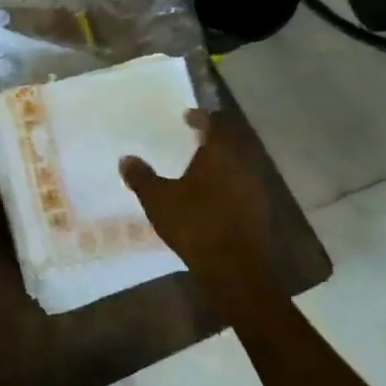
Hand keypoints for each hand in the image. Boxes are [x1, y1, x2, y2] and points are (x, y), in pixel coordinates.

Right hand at [121, 109, 278, 300]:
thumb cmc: (195, 224)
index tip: (187, 116)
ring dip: (221, 162)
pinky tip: (211, 196)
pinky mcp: (259, 211)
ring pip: (238, 165)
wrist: (236, 269)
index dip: (201, 117)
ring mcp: (255, 189)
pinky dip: (227, 184)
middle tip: (192, 139)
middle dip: (213, 139)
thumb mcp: (158, 200)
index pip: (215, 124)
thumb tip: (126, 158)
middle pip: (231, 142)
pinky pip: (242, 187)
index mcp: (220, 154)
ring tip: (199, 167)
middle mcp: (243, 165)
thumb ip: (141, 177)